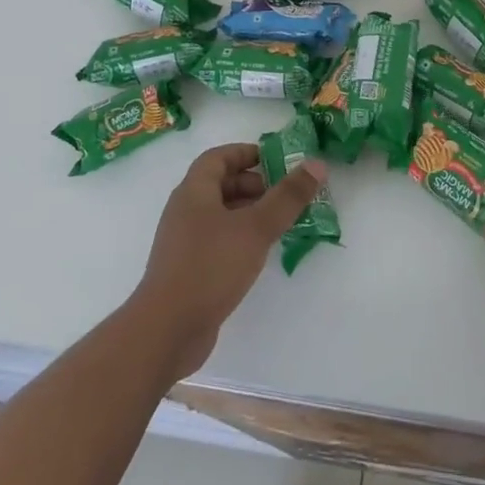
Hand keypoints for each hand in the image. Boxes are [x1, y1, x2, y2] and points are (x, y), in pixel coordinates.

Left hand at [130, 142, 324, 380]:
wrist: (166, 331)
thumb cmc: (210, 267)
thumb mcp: (256, 228)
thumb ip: (288, 196)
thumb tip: (317, 164)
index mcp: (194, 191)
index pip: (218, 157)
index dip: (247, 153)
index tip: (277, 160)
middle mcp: (185, 210)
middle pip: (221, 184)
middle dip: (255, 184)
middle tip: (286, 195)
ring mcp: (185, 242)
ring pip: (221, 214)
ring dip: (251, 213)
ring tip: (281, 223)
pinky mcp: (189, 269)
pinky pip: (218, 240)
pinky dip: (241, 238)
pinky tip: (261, 253)